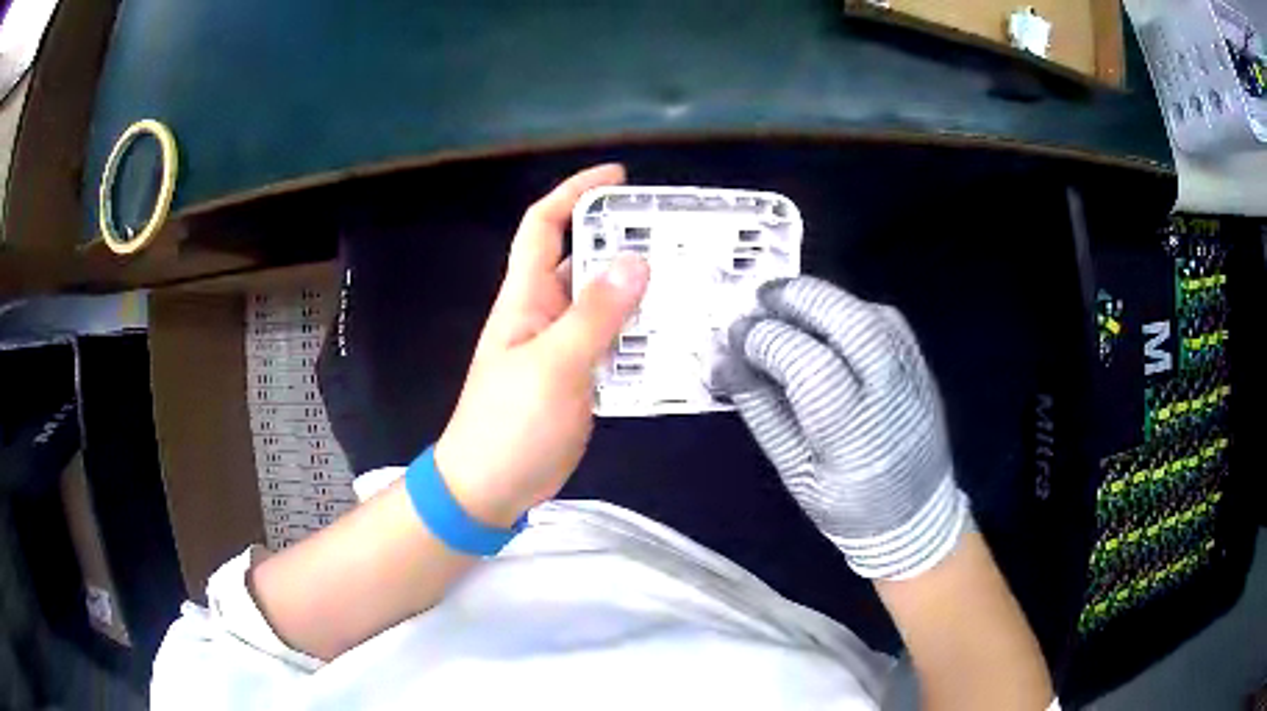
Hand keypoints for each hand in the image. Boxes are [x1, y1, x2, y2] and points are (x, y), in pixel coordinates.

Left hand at [435, 164, 649, 526]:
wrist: (490, 487)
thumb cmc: (509, 423)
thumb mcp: (553, 366)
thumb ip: (594, 315)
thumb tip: (635, 261)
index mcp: (525, 298)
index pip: (543, 226)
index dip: (575, 193)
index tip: (619, 178)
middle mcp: (544, 313)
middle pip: (581, 261)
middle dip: (621, 241)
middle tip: (676, 236)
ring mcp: (563, 347)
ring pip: (603, 304)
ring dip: (638, 290)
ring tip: (689, 280)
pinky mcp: (579, 378)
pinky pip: (614, 343)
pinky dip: (640, 335)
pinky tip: (675, 336)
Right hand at [717, 276, 969, 579]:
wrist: (917, 515)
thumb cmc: (847, 505)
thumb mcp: (793, 470)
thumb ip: (760, 411)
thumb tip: (723, 358)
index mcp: (853, 430)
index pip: (807, 361)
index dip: (766, 339)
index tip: (735, 337)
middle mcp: (888, 389)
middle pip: (843, 319)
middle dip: (794, 298)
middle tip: (757, 299)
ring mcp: (912, 371)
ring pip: (863, 310)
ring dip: (820, 298)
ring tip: (783, 302)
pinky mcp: (920, 361)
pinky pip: (881, 317)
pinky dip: (846, 307)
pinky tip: (824, 318)